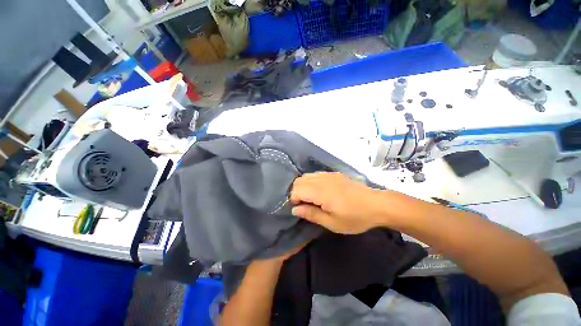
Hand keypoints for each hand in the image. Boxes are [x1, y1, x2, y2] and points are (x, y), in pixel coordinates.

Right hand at [290, 172, 384, 233]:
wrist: (376, 204)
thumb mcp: (332, 223)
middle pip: (299, 180)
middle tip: (305, 205)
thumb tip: (295, 210)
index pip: (297, 189)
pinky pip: (316, 174)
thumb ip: (312, 214)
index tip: (301, 209)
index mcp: (321, 191)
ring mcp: (328, 174)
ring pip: (306, 176)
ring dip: (304, 186)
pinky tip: (320, 191)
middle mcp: (322, 179)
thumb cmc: (355, 217)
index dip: (294, 199)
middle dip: (297, 192)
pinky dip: (311, 182)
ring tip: (311, 199)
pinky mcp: (334, 174)